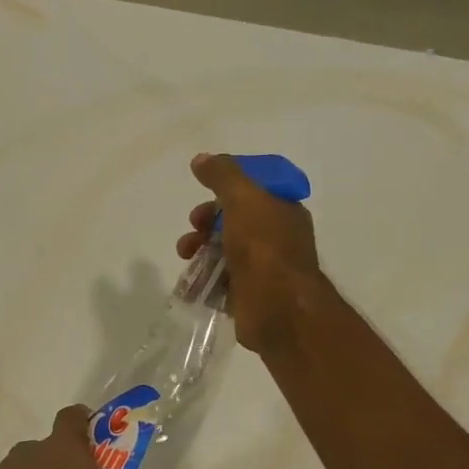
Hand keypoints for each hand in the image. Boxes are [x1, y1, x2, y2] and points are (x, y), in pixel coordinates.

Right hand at [177, 152, 324, 351]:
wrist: (278, 309)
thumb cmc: (264, 248)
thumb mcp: (243, 200)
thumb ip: (222, 176)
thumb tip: (202, 159)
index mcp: (282, 210)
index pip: (253, 189)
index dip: (226, 188)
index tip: (205, 192)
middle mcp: (276, 237)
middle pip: (234, 220)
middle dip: (207, 221)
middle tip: (193, 227)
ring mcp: (263, 268)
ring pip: (224, 251)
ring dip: (200, 249)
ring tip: (185, 256)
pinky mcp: (248, 295)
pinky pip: (221, 281)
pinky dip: (203, 279)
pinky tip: (190, 282)